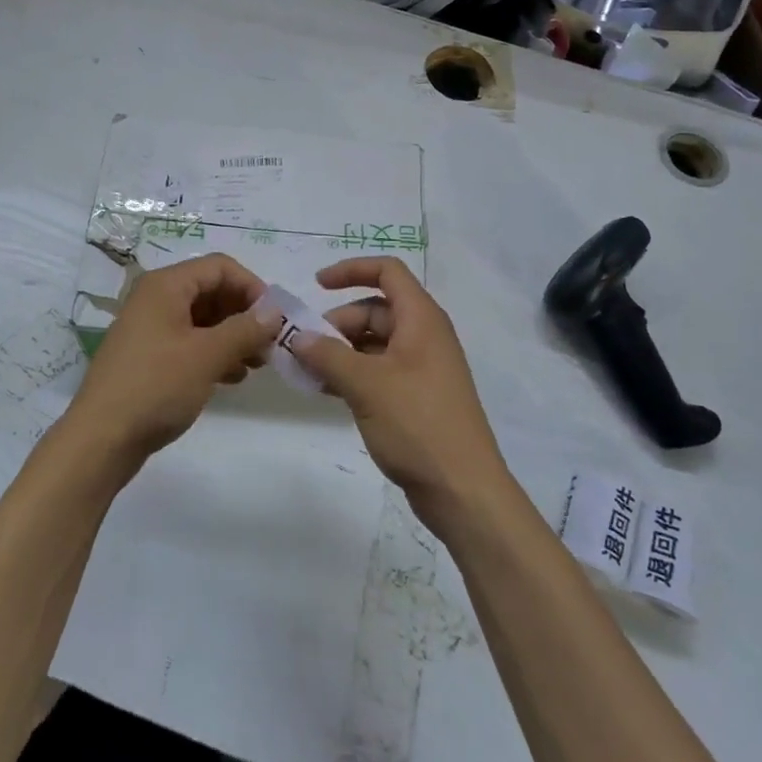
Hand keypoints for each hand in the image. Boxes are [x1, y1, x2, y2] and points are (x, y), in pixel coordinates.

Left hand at [67, 253, 280, 467]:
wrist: (101, 439)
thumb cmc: (156, 386)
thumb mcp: (207, 355)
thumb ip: (245, 329)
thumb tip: (274, 311)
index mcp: (166, 286)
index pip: (220, 267)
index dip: (252, 287)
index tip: (275, 319)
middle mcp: (156, 298)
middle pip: (212, 291)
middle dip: (244, 314)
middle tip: (269, 345)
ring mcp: (151, 328)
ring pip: (203, 319)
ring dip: (233, 336)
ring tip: (256, 364)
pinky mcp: (149, 356)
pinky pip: (190, 342)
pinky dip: (214, 353)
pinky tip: (232, 377)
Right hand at [286, 257, 510, 523]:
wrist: (463, 491)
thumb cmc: (418, 425)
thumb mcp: (366, 385)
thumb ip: (327, 356)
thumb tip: (298, 338)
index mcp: (421, 319)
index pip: (387, 272)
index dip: (351, 270)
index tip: (316, 286)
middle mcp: (424, 336)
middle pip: (375, 310)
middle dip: (337, 323)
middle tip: (305, 350)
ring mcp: (422, 368)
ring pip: (374, 342)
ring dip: (341, 351)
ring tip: (310, 374)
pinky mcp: (417, 397)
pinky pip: (379, 370)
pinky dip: (353, 373)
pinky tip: (328, 392)